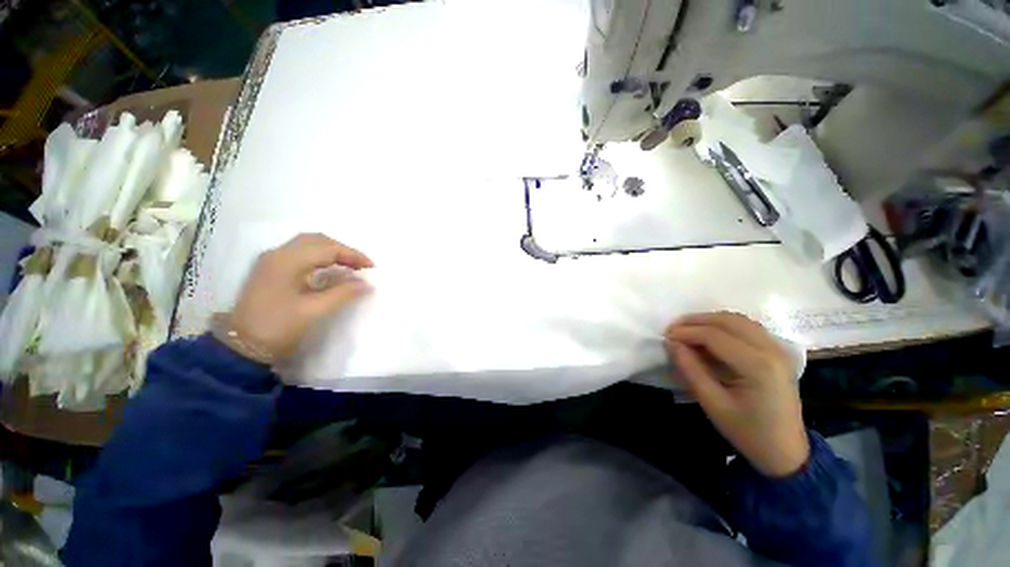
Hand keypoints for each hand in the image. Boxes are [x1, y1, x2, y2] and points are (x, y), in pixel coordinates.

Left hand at [229, 233, 372, 362]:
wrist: (241, 346)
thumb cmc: (279, 327)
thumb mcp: (315, 311)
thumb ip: (343, 293)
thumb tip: (367, 283)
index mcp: (287, 261)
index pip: (328, 248)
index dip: (353, 255)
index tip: (372, 267)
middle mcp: (278, 254)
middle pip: (317, 240)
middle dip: (343, 250)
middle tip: (361, 266)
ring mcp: (271, 261)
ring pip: (308, 244)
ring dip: (331, 252)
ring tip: (349, 266)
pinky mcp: (270, 269)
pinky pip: (300, 253)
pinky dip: (319, 257)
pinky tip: (329, 270)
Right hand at [665, 312, 808, 477]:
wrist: (786, 452)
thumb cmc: (748, 432)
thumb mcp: (713, 404)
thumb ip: (690, 369)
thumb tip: (671, 343)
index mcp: (758, 366)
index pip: (715, 335)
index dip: (686, 332)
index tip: (665, 336)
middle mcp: (772, 350)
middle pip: (728, 320)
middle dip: (696, 320)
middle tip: (673, 329)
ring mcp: (779, 349)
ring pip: (739, 319)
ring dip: (710, 320)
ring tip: (688, 330)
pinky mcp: (778, 352)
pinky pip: (748, 327)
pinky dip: (725, 325)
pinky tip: (710, 335)